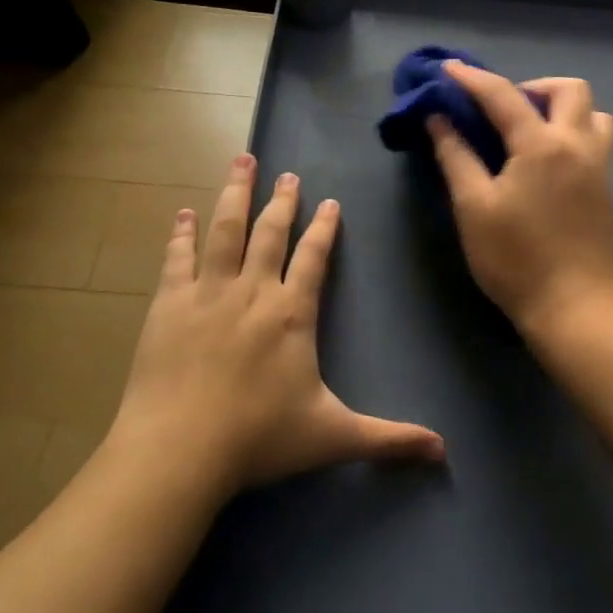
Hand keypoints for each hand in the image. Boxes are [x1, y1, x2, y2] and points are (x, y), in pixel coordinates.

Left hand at [110, 154, 445, 491]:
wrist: (178, 451)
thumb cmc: (259, 439)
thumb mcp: (333, 437)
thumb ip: (389, 438)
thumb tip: (444, 451)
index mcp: (292, 313)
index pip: (314, 257)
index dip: (323, 228)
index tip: (329, 202)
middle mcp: (253, 291)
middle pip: (270, 232)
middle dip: (282, 201)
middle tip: (288, 174)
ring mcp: (207, 293)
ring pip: (225, 230)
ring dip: (234, 193)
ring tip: (241, 161)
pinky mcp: (168, 305)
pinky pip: (177, 258)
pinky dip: (181, 234)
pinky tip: (183, 213)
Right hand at [427, 61, 612, 335]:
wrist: (576, 307)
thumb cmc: (516, 259)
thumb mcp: (474, 207)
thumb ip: (456, 157)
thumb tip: (439, 119)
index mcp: (541, 144)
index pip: (503, 95)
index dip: (472, 78)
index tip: (447, 69)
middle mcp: (578, 144)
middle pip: (569, 89)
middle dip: (534, 86)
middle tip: (504, 110)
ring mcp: (600, 166)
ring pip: (593, 113)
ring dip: (563, 109)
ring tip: (532, 132)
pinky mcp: (607, 189)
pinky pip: (598, 139)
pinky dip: (574, 132)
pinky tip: (549, 161)